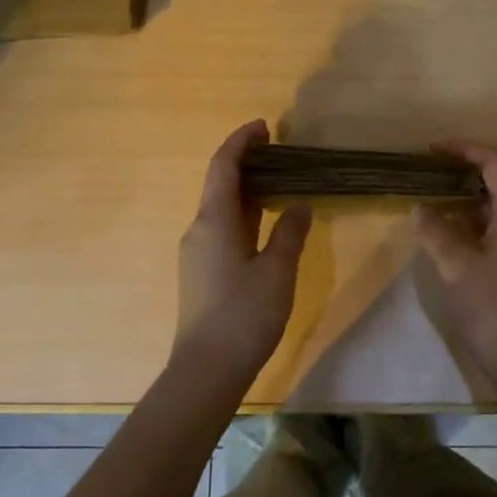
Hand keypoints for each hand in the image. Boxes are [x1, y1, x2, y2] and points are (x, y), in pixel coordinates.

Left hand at [174, 121, 311, 376]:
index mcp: (213, 220)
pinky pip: (222, 227)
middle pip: (219, 183)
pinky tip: (266, 221)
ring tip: (279, 180)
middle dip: (246, 162)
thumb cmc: (244, 315)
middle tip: (280, 152)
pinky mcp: (202, 271)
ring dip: (246, 188)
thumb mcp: (277, 271)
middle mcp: (199, 229)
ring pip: (221, 207)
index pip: (223, 166)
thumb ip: (289, 233)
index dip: (241, 141)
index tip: (265, 127)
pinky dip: (244, 213)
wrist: (207, 369)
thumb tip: (299, 205)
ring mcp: (197, 252)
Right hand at [413, 143, 496, 383]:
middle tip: (428, 173)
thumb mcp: (455, 266)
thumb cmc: (491, 307)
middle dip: (464, 173)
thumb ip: (436, 231)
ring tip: (433, 199)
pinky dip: (476, 221)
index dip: (465, 150)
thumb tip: (420, 208)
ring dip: (468, 199)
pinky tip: (450, 231)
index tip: (432, 150)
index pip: (496, 163)